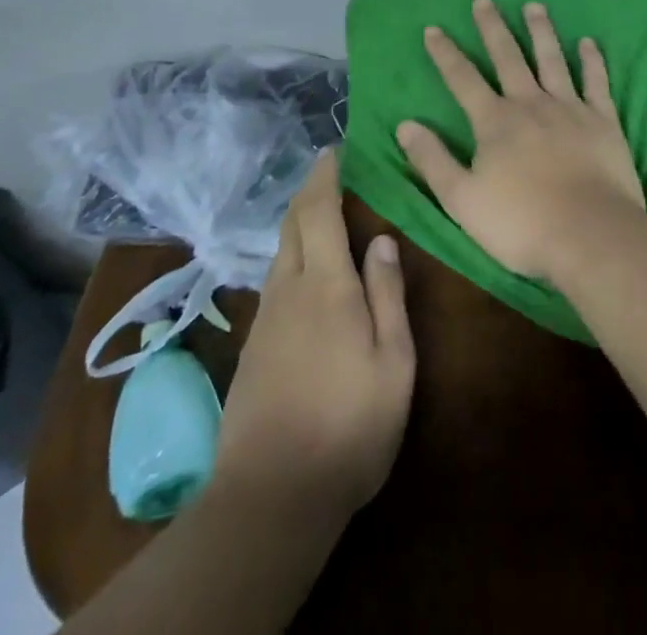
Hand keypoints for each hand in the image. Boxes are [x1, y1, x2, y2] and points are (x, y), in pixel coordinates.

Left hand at [213, 150, 415, 518]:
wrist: (269, 497)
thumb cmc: (349, 426)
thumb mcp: (392, 363)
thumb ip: (387, 295)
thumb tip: (383, 239)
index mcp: (327, 285)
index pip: (319, 211)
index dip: (324, 176)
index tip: (334, 150)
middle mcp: (290, 289)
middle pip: (292, 224)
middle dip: (309, 191)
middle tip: (330, 171)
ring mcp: (266, 318)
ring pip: (280, 251)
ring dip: (298, 221)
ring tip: (322, 212)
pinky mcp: (254, 346)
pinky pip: (276, 279)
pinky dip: (291, 253)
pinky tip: (306, 269)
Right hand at [395, 0, 646, 282]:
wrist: (590, 235)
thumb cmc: (521, 224)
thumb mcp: (462, 199)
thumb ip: (433, 160)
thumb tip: (405, 124)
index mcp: (495, 122)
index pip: (463, 79)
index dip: (445, 53)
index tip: (433, 28)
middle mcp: (530, 104)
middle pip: (508, 57)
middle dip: (492, 28)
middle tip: (484, 0)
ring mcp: (570, 108)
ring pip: (552, 60)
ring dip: (541, 31)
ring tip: (534, 5)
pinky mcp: (603, 120)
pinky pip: (596, 82)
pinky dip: (593, 61)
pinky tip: (589, 42)